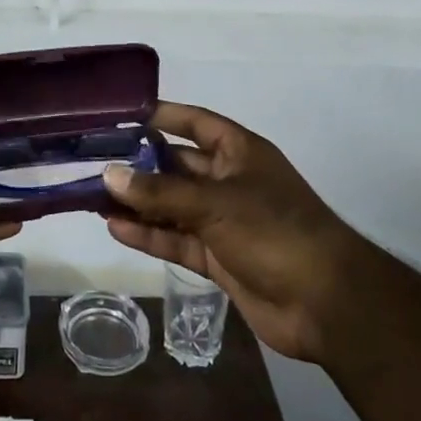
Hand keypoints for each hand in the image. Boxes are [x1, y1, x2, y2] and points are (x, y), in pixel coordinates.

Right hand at [104, 102, 348, 362]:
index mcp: (239, 152)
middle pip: (176, 165)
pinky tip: (115, 228)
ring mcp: (224, 221)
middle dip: (139, 165)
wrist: (327, 305)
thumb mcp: (215, 203)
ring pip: (172, 205)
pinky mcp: (218, 258)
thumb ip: (160, 190)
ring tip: (92, 196)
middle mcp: (230, 181)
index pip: (195, 122)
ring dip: (138, 202)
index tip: (121, 115)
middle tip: (94, 162)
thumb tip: (109, 174)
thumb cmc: (275, 231)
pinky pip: (176, 240)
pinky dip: (149, 235)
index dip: (162, 116)